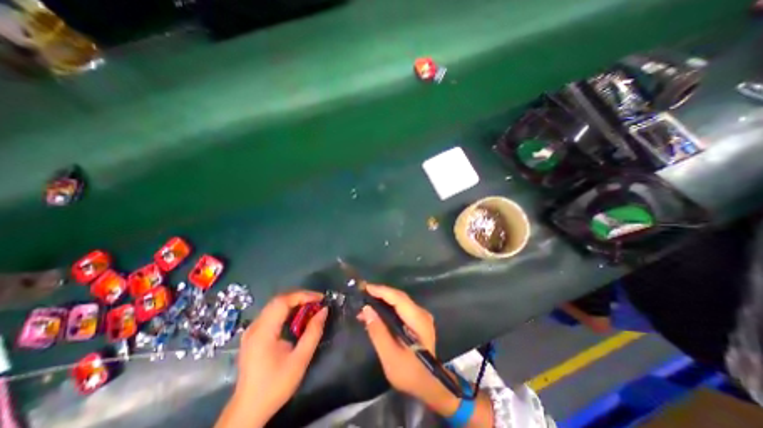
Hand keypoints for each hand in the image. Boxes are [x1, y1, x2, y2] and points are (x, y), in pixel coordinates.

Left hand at [229, 290, 330, 426]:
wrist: (248, 411)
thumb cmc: (275, 385)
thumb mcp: (300, 360)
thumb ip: (313, 332)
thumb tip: (324, 310)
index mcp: (263, 332)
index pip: (283, 301)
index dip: (303, 295)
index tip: (320, 298)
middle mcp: (255, 327)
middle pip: (278, 300)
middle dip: (300, 297)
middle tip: (317, 301)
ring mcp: (251, 330)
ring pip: (274, 305)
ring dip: (294, 302)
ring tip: (310, 307)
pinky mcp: (252, 335)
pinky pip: (271, 313)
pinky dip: (286, 310)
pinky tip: (296, 317)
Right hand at [358, 284, 457, 413]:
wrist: (429, 386)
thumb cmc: (410, 374)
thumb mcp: (390, 357)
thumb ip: (378, 332)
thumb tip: (366, 309)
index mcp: (418, 321)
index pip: (398, 298)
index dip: (381, 291)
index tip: (365, 288)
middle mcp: (421, 313)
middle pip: (399, 297)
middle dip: (380, 295)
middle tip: (361, 296)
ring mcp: (421, 315)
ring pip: (399, 301)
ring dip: (382, 301)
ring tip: (364, 307)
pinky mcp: (418, 320)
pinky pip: (401, 308)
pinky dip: (387, 308)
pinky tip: (376, 314)